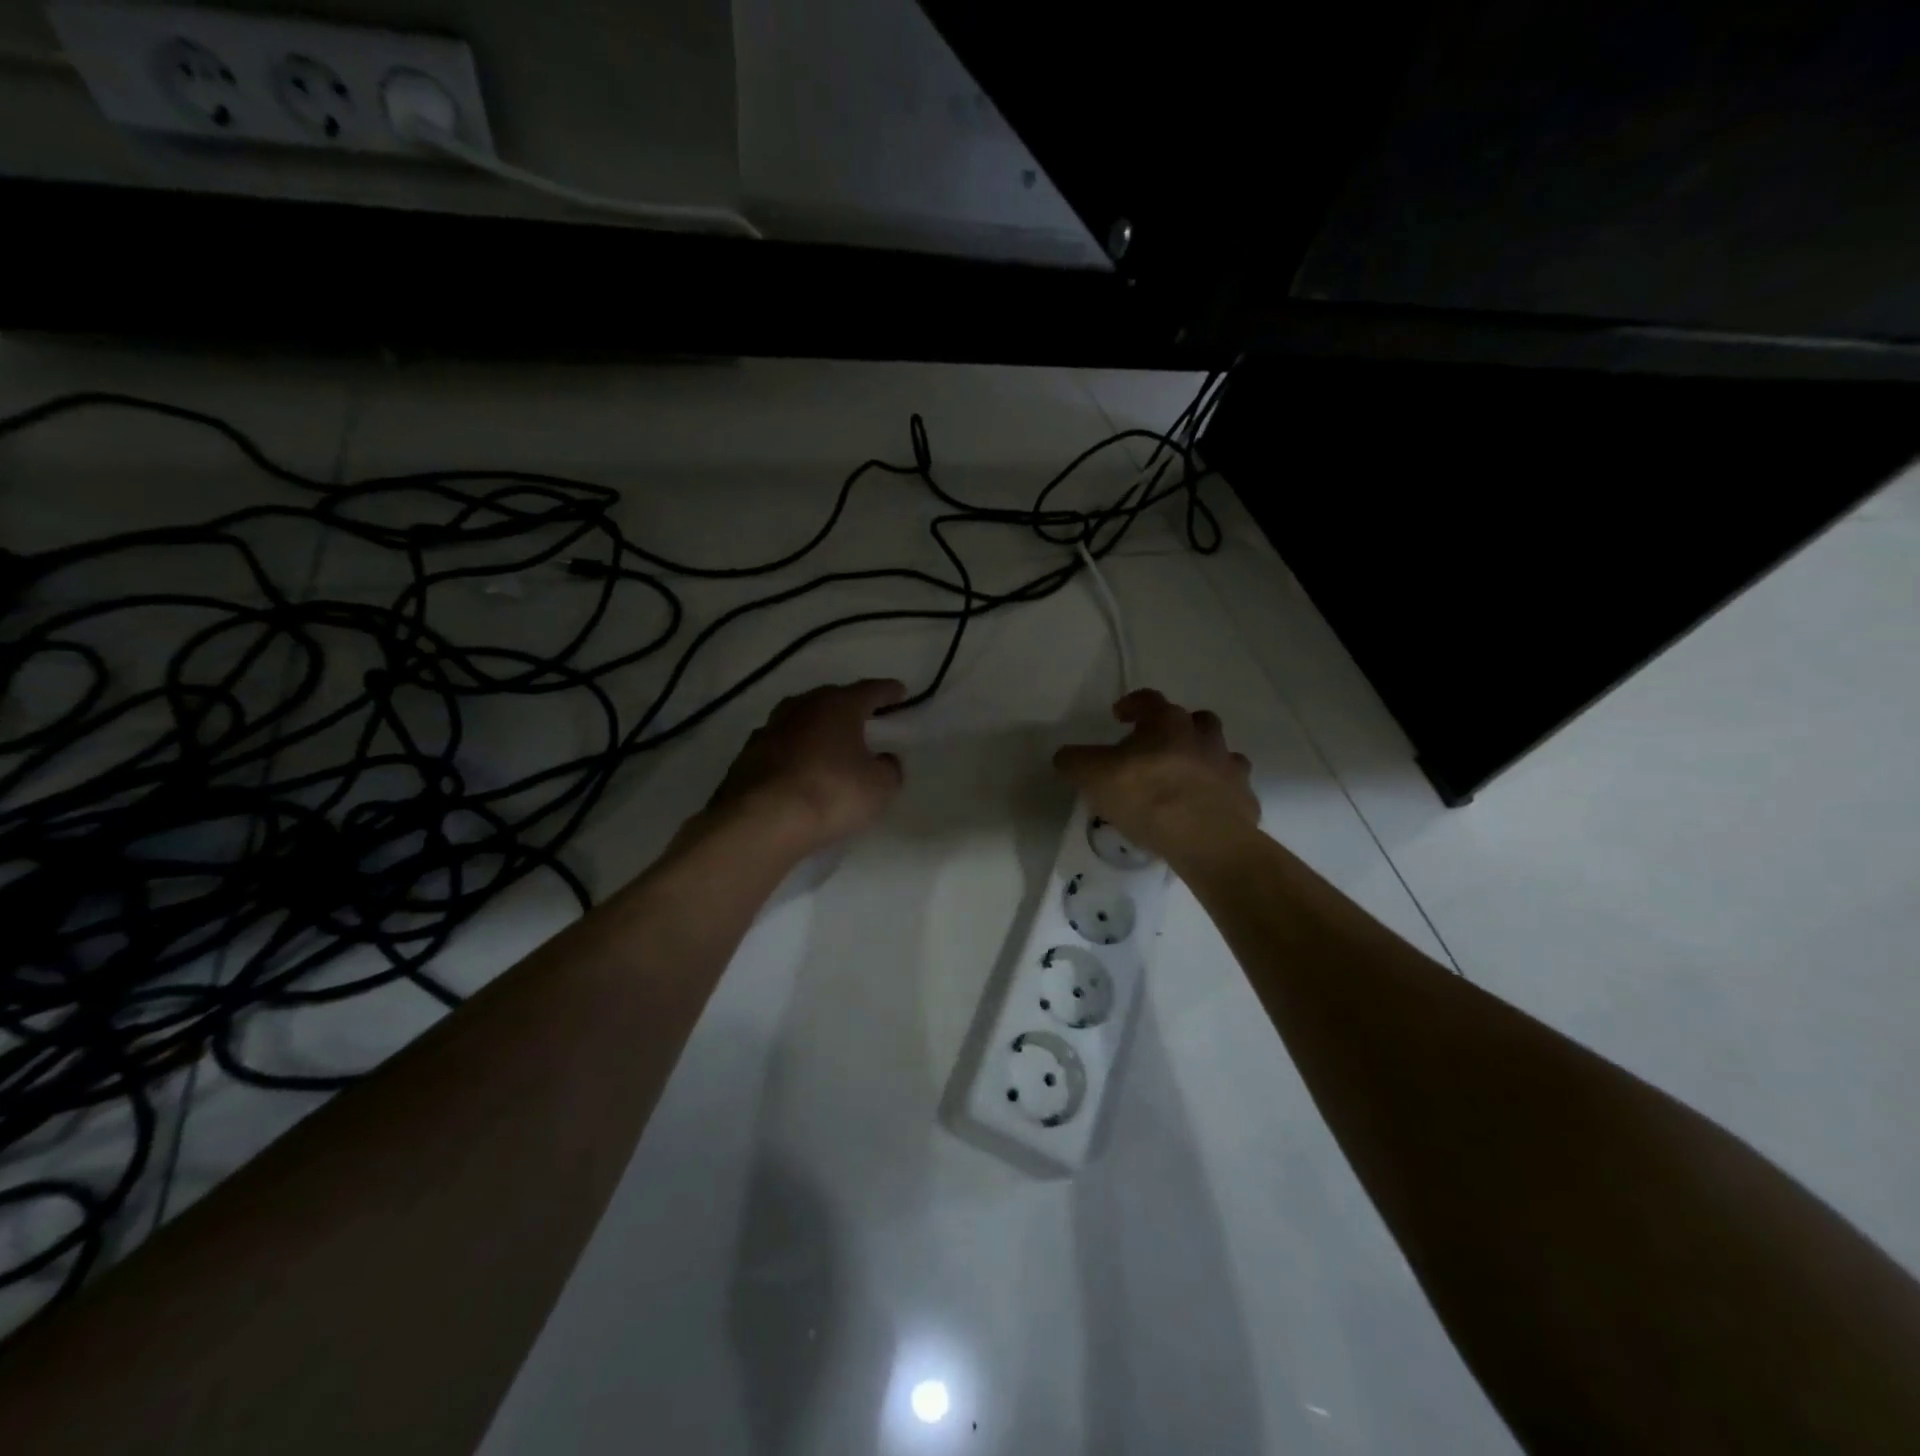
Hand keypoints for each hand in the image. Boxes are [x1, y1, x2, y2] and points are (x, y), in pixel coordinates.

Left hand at [705, 679, 906, 854]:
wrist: (760, 821)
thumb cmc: (830, 793)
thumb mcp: (879, 787)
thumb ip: (889, 769)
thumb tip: (884, 760)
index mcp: (837, 705)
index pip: (869, 690)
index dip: (887, 691)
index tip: (900, 691)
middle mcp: (801, 708)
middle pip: (830, 699)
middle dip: (848, 706)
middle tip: (864, 716)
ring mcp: (768, 730)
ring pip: (800, 720)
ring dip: (816, 728)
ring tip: (830, 741)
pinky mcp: (746, 757)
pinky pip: (780, 747)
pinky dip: (793, 753)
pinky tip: (799, 768)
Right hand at [1053, 689, 1257, 859]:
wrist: (1207, 839)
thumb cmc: (1147, 797)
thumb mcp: (1093, 776)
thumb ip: (1075, 761)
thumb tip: (1066, 756)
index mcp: (1167, 723)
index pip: (1148, 700)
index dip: (1132, 704)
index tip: (1119, 715)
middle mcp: (1203, 736)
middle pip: (1193, 719)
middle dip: (1173, 728)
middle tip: (1153, 747)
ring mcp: (1228, 766)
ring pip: (1218, 750)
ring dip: (1202, 757)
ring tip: (1182, 778)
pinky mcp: (1244, 797)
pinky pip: (1231, 786)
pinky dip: (1219, 792)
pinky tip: (1203, 808)